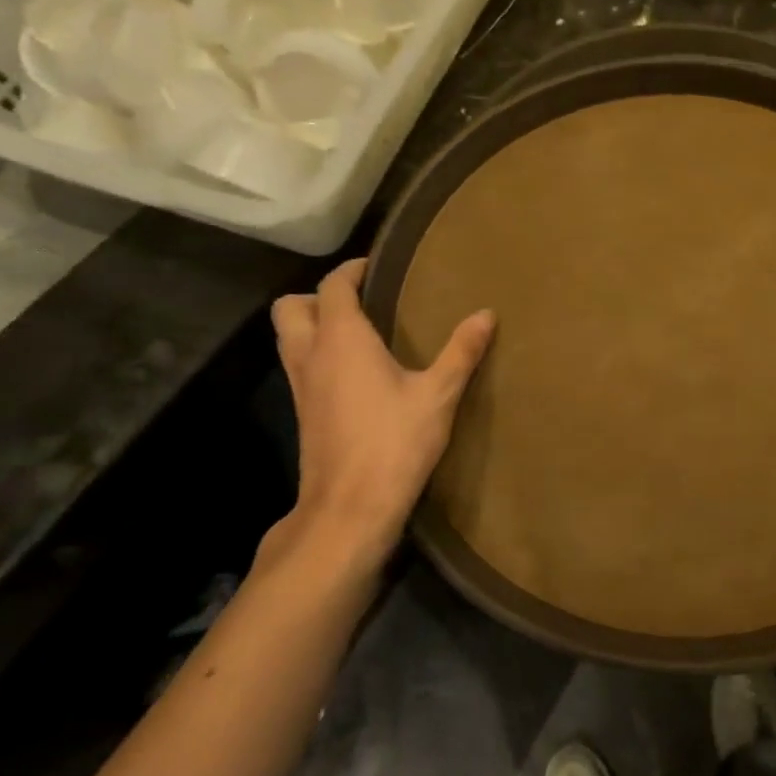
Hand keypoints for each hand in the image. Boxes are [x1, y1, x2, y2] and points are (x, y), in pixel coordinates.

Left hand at [265, 258, 494, 575]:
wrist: (350, 508)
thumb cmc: (395, 442)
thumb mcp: (439, 394)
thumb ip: (461, 350)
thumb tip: (486, 313)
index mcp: (341, 340)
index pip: (332, 287)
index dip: (351, 271)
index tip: (377, 267)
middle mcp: (311, 355)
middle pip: (291, 308)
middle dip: (318, 296)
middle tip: (359, 301)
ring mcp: (301, 387)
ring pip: (289, 338)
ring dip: (312, 325)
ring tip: (359, 332)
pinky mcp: (303, 414)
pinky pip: (300, 366)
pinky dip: (317, 355)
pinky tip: (356, 373)